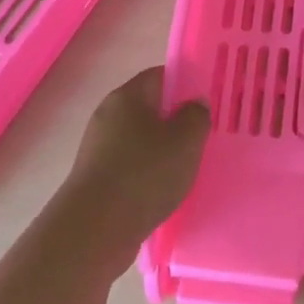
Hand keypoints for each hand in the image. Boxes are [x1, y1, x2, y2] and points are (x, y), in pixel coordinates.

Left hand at [58, 67, 209, 261]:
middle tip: (203, 137)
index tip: (207, 104)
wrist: (96, 228)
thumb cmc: (144, 174)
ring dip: (163, 150)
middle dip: (176, 120)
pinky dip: (148, 172)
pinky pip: (130, 164)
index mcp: (127, 96)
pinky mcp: (97, 176)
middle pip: (149, 108)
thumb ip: (196, 116)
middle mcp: (108, 115)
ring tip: (188, 167)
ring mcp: (99, 146)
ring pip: (140, 138)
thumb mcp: (185, 141)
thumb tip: (194, 102)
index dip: (186, 84)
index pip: (160, 75)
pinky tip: (165, 189)